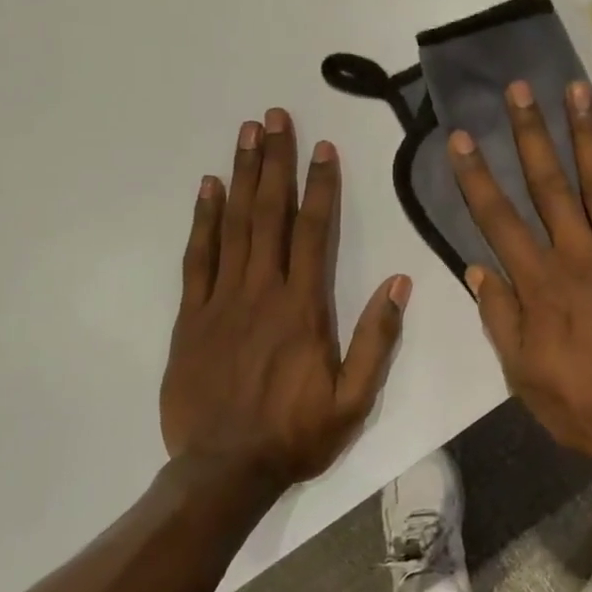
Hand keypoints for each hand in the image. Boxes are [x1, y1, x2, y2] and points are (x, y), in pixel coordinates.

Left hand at [160, 109, 409, 490]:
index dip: (320, 186)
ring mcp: (222, 301)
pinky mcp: (192, 317)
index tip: (323, 147)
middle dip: (275, 162)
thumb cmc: (297, 434)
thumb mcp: (355, 399)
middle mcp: (262, 292)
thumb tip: (399, 283)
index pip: (314, 232)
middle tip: (274, 118)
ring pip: (234, 225)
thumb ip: (376, 339)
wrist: (222, 473)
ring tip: (246, 135)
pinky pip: (198, 257)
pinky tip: (208, 188)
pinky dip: (204, 219)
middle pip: (269, 214)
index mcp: (304, 308)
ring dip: (242, 176)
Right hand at [448, 80, 591, 482]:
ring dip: (584, 133)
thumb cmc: (584, 406)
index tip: (460, 137)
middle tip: (520, 89)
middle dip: (531, 133)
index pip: (498, 219)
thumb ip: (499, 318)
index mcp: (540, 285)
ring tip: (575, 90)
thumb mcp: (523, 375)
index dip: (475, 176)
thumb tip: (478, 268)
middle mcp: (578, 256)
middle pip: (549, 185)